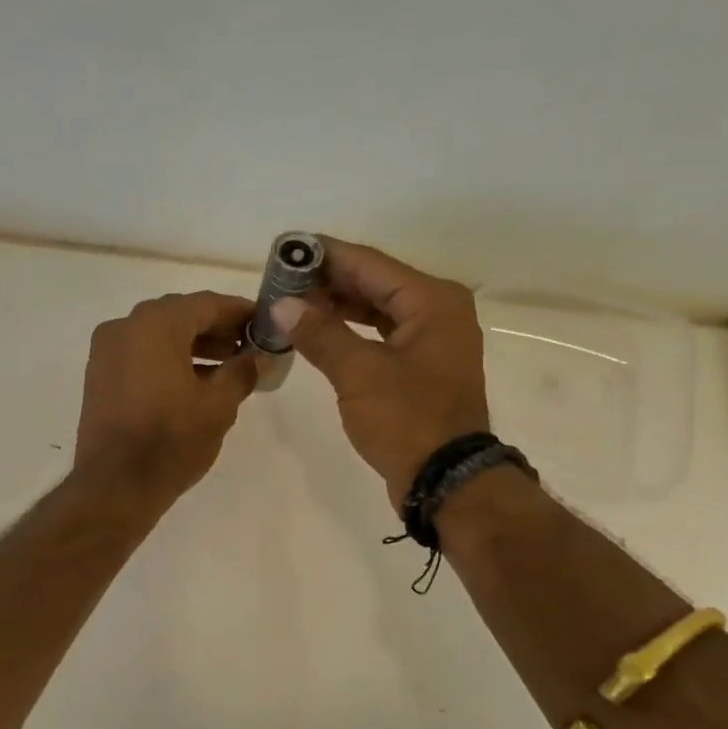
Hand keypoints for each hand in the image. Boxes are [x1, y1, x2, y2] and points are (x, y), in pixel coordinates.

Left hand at [75, 291, 259, 512]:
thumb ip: (242, 371)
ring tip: (228, 368)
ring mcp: (106, 352)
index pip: (207, 304)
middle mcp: (125, 327)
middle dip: (217, 329)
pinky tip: (195, 383)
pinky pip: (141, 356)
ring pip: (159, 336)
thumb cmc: (171, 441)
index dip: (240, 312)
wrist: (114, 487)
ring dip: (194, 347)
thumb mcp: (218, 406)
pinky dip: (168, 361)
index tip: (265, 323)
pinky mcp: (99, 377)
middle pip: (180, 316)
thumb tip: (257, 358)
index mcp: (156, 324)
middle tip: (249, 347)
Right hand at [271, 238, 488, 503]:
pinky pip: (381, 335)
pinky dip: (350, 332)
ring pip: (377, 310)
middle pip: (375, 283)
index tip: (286, 247)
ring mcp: (431, 341)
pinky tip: (319, 332)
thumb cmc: (407, 420)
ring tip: (292, 303)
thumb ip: (320, 333)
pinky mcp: (421, 368)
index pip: (369, 264)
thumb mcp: (359, 373)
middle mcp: (438, 312)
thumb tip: (282, 305)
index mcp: (432, 301)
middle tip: (281, 278)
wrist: (446, 480)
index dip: (325, 255)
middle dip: (327, 281)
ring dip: (337, 307)